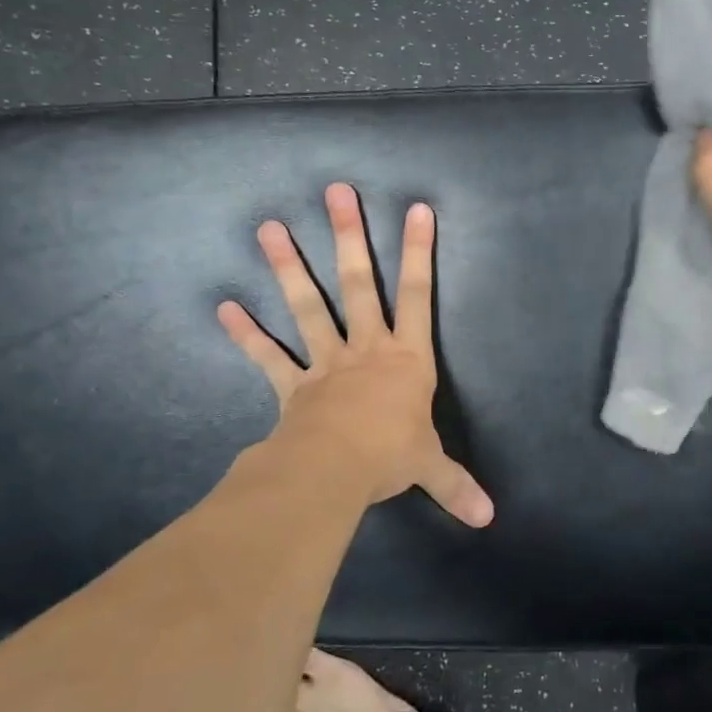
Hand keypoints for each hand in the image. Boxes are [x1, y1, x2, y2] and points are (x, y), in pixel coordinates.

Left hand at [216, 183, 492, 527]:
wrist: (333, 472)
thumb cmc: (389, 457)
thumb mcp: (430, 466)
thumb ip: (456, 485)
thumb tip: (488, 518)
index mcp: (405, 357)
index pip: (417, 295)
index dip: (419, 252)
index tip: (417, 209)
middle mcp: (366, 347)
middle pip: (357, 283)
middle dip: (348, 237)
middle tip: (335, 193)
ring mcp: (326, 362)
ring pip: (308, 306)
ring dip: (288, 268)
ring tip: (268, 228)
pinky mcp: (293, 384)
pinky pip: (268, 356)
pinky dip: (246, 334)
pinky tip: (223, 307)